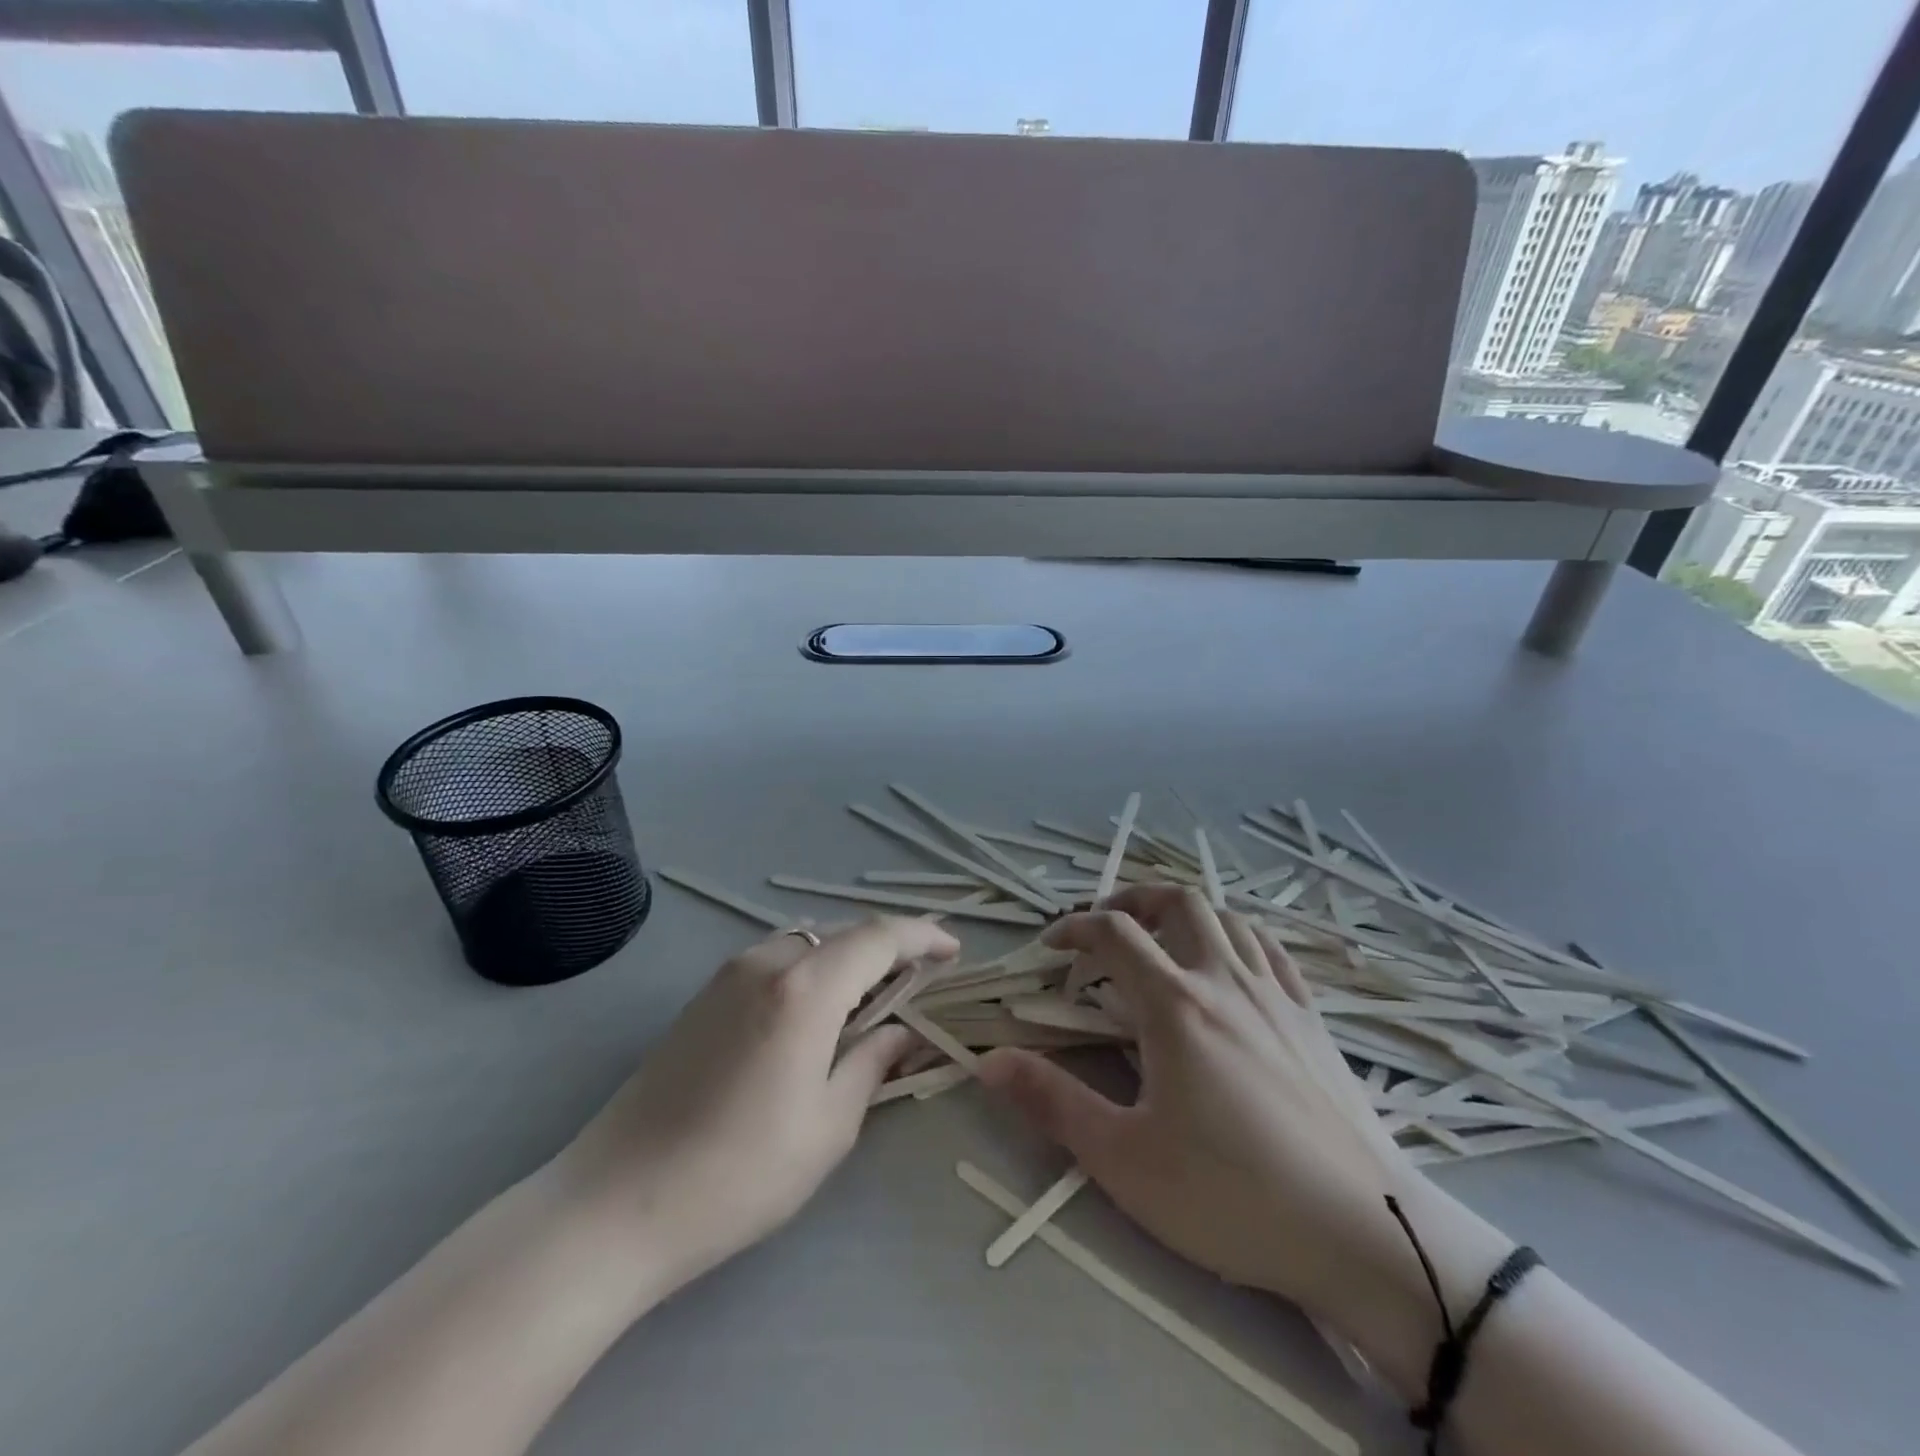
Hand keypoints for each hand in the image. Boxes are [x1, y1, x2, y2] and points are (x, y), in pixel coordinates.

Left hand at [551, 916, 958, 1298]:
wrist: (616, 1202)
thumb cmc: (739, 1174)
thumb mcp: (828, 1126)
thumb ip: (872, 1064)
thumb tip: (900, 1033)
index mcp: (806, 988)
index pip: (880, 937)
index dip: (923, 936)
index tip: (953, 951)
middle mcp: (768, 961)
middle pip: (844, 933)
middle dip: (889, 947)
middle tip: (920, 978)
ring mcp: (729, 974)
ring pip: (809, 941)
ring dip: (848, 957)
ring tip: (873, 997)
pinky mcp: (704, 995)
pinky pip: (777, 959)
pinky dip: (812, 968)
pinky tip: (817, 1010)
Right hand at [977, 886, 1463, 1323]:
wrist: (1365, 1235)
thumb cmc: (1232, 1196)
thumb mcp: (1124, 1159)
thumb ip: (1052, 1102)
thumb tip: (988, 1061)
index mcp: (1175, 1004)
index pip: (1114, 934)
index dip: (1074, 928)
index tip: (1051, 947)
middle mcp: (1225, 980)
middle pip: (1177, 901)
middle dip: (1132, 900)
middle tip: (1105, 928)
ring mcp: (1277, 994)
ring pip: (1227, 918)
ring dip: (1184, 913)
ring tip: (1162, 940)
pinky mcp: (1312, 1019)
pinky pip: (1271, 950)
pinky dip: (1236, 937)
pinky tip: (1230, 965)